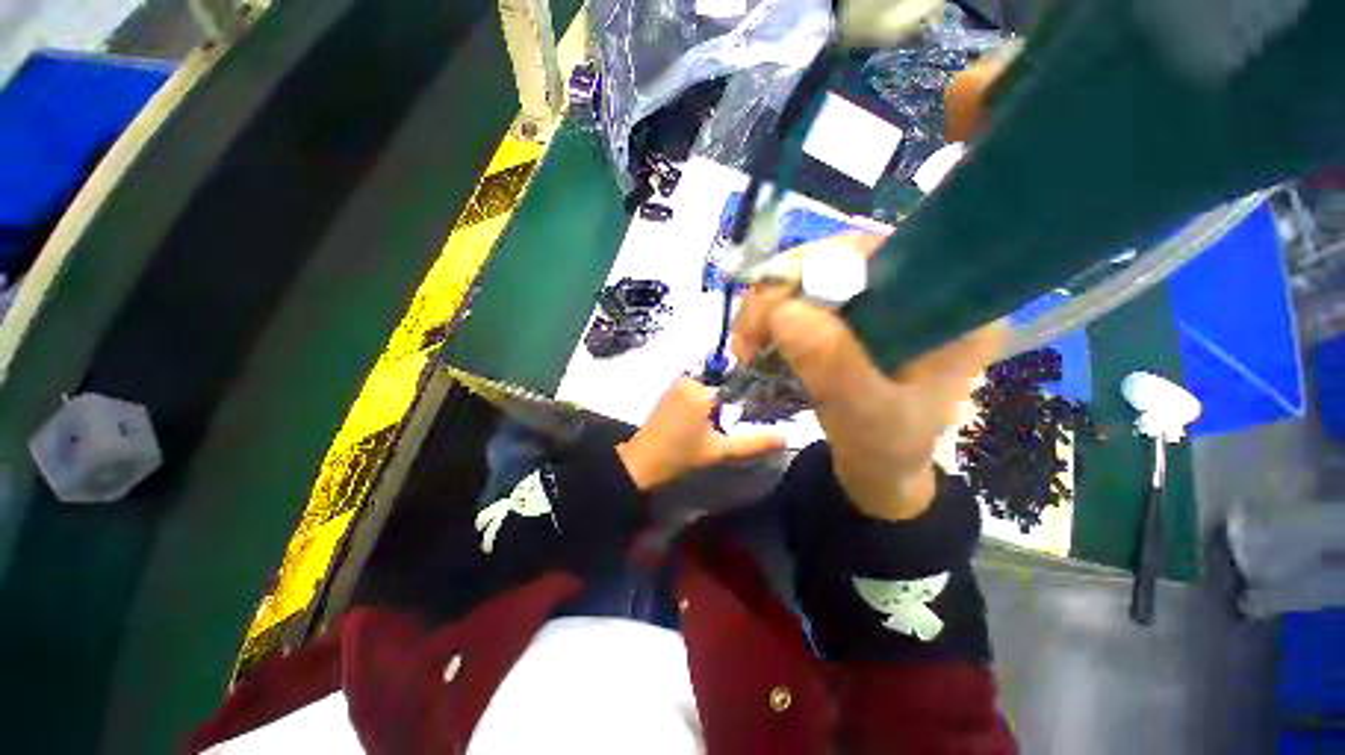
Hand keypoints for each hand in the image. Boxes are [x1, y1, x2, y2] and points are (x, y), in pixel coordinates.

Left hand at [616, 378, 784, 491]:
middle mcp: (688, 380)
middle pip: (721, 390)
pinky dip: (700, 406)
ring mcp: (676, 385)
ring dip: (712, 409)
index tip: (748, 419)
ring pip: (708, 392)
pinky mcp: (668, 392)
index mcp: (701, 390)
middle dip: (725, 408)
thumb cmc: (680, 455)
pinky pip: (694, 393)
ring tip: (711, 429)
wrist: (641, 463)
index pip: (735, 388)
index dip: (743, 405)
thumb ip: (753, 443)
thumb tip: (785, 437)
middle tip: (724, 430)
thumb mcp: (719, 451)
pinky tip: (698, 425)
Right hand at [732, 235, 1004, 520]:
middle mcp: (913, 288)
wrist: (878, 467)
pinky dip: (767, 317)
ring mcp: (875, 300)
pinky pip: (798, 297)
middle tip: (749, 335)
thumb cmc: (886, 447)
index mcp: (947, 306)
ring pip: (809, 274)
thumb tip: (783, 313)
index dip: (820, 268)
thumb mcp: (867, 415)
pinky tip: (755, 343)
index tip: (776, 310)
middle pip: (835, 257)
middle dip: (781, 290)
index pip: (882, 254)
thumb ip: (835, 367)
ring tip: (746, 347)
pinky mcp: (847, 315)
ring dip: (766, 306)